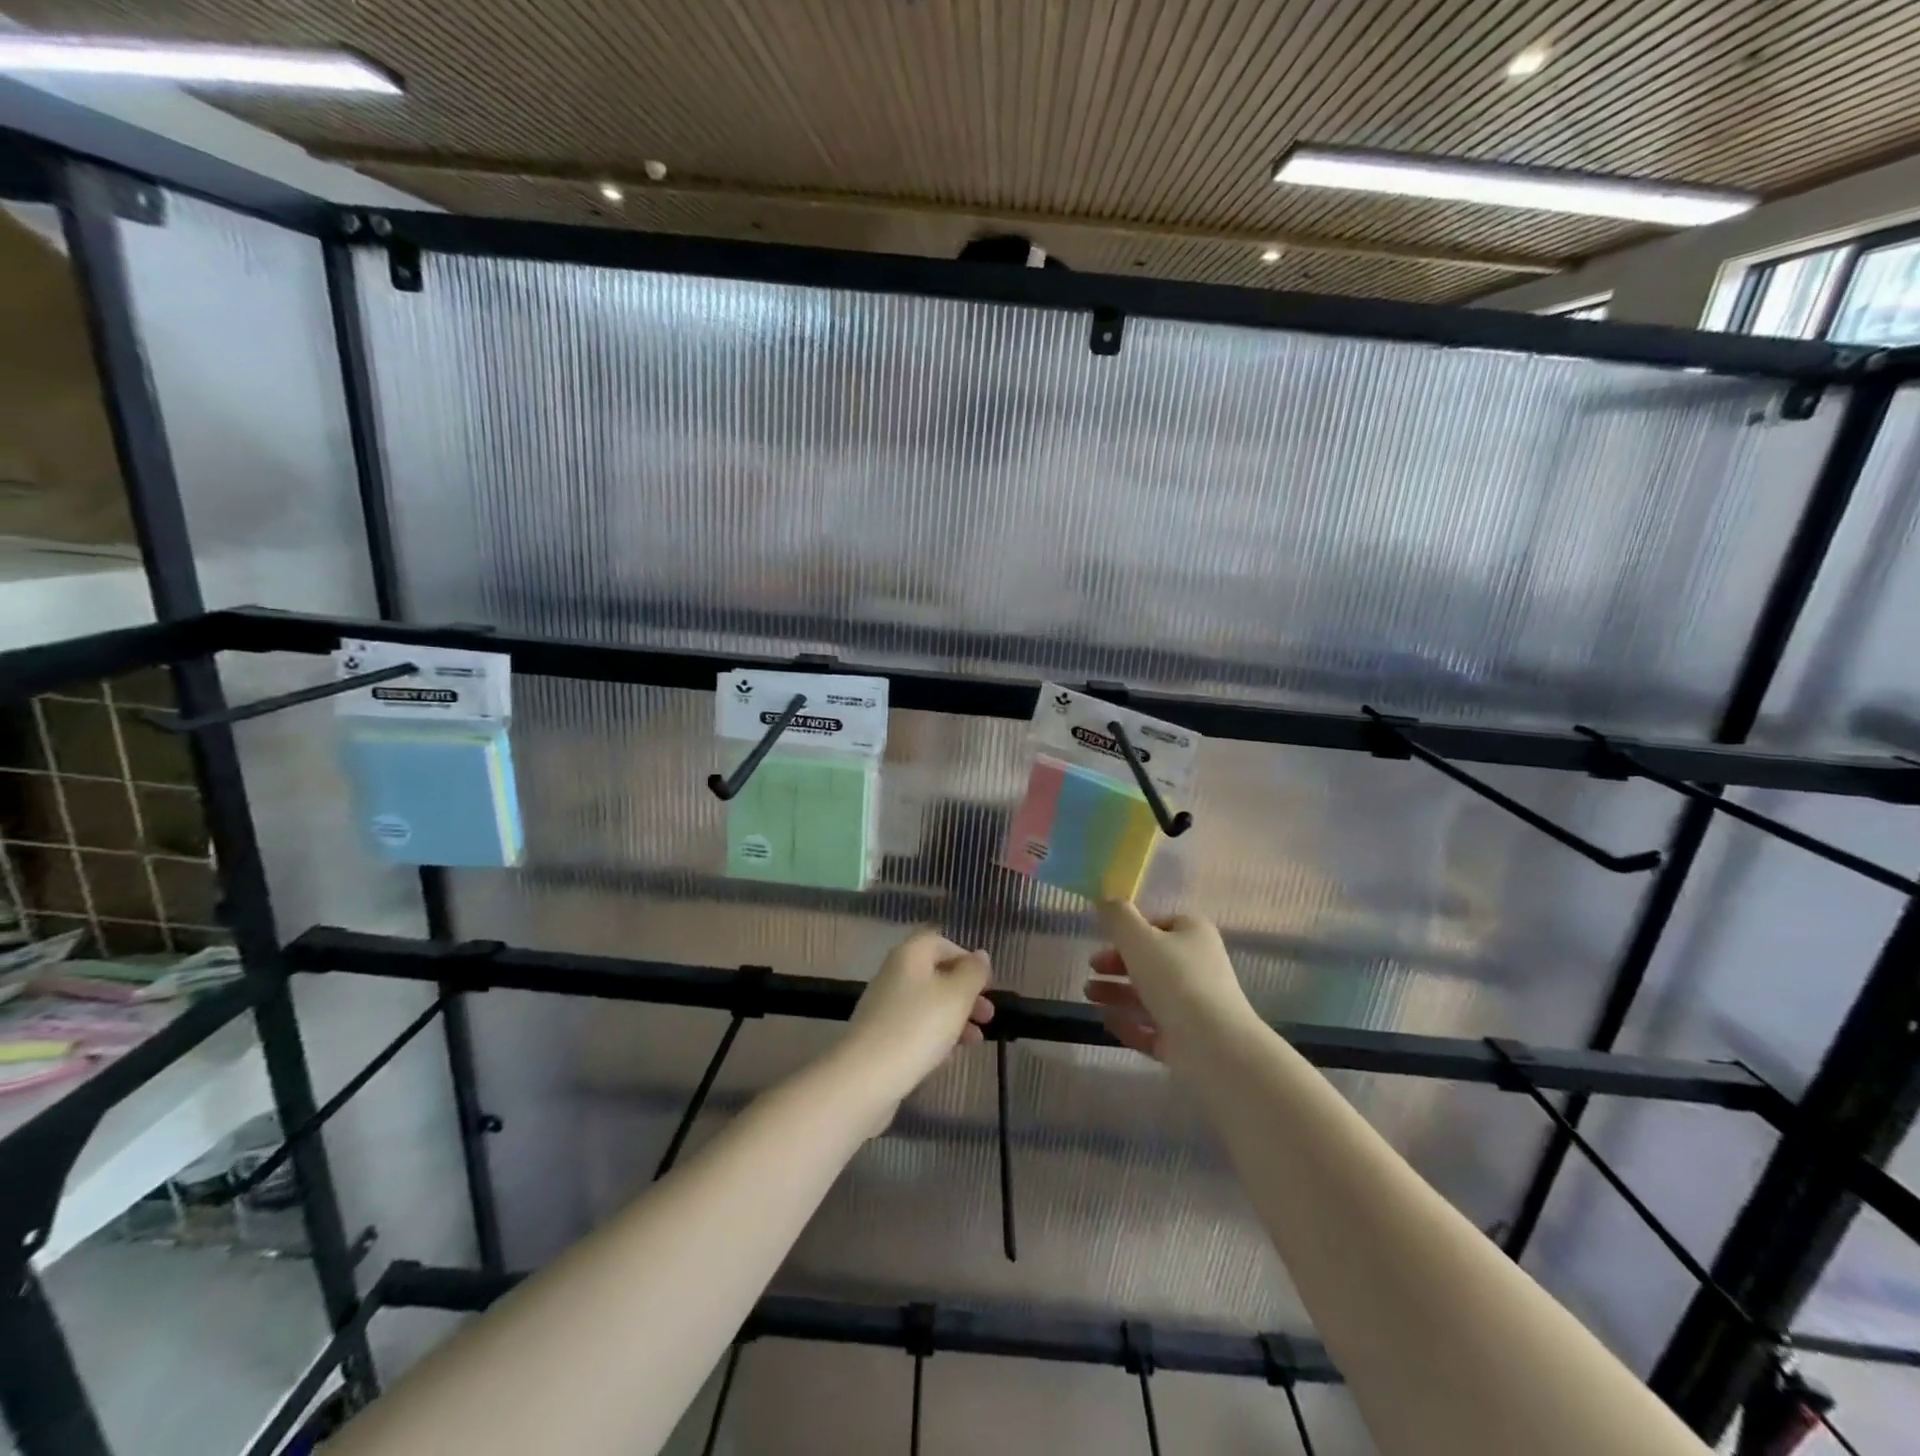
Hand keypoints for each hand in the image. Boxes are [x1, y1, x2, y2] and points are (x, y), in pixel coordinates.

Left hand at [840, 930, 993, 1104]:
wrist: (865, 1077)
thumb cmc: (918, 1026)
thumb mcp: (957, 995)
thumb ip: (973, 972)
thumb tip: (980, 955)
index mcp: (909, 955)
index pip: (940, 942)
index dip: (966, 958)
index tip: (987, 983)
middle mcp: (894, 974)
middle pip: (935, 974)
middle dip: (965, 993)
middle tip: (988, 1015)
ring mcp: (884, 1006)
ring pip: (927, 1003)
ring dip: (955, 1017)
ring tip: (977, 1040)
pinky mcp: (879, 1036)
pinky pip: (914, 1027)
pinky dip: (934, 1035)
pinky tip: (949, 1056)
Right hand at [1084, 901, 1254, 1062]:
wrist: (1214, 1045)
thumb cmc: (1176, 980)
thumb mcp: (1139, 938)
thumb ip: (1118, 917)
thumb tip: (1105, 899)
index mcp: (1194, 935)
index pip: (1160, 924)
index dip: (1130, 929)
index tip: (1105, 937)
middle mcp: (1198, 967)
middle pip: (1151, 960)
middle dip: (1117, 964)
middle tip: (1092, 968)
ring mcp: (1194, 1006)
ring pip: (1149, 995)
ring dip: (1116, 992)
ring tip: (1089, 994)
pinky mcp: (1187, 1040)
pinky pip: (1152, 1027)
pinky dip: (1129, 1024)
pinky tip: (1106, 1021)